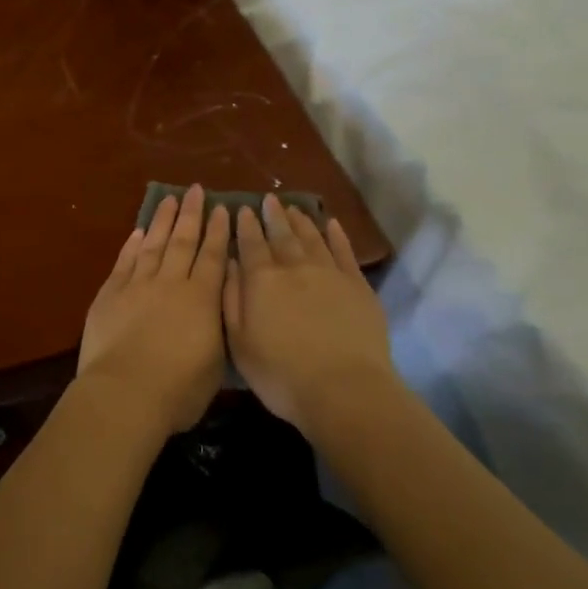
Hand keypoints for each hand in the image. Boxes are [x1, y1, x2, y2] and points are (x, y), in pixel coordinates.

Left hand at [78, 186, 229, 433]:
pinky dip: (132, 245)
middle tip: (195, 190)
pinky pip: (125, 261)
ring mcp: (138, 285)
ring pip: (153, 244)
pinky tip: (138, 232)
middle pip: (183, 241)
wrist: (125, 394)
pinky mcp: (110, 294)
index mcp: (202, 299)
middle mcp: (171, 283)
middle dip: (191, 214)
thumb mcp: (215, 363)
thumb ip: (216, 329)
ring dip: (162, 220)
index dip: (219, 232)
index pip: (213, 257)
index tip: (222, 209)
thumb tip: (215, 309)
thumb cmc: (179, 390)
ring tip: (169, 199)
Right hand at [223, 194, 394, 433]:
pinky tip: (331, 224)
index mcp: (262, 280)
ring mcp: (329, 273)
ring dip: (301, 221)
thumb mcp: (239, 343)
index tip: (243, 209)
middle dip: (273, 216)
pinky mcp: (357, 285)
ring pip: (312, 238)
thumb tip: (230, 264)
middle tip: (269, 199)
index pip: (251, 244)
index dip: (246, 226)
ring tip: (294, 208)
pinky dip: (336, 235)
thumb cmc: (281, 374)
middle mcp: (294, 267)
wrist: (343, 389)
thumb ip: (231, 300)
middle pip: (282, 235)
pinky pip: (344, 251)